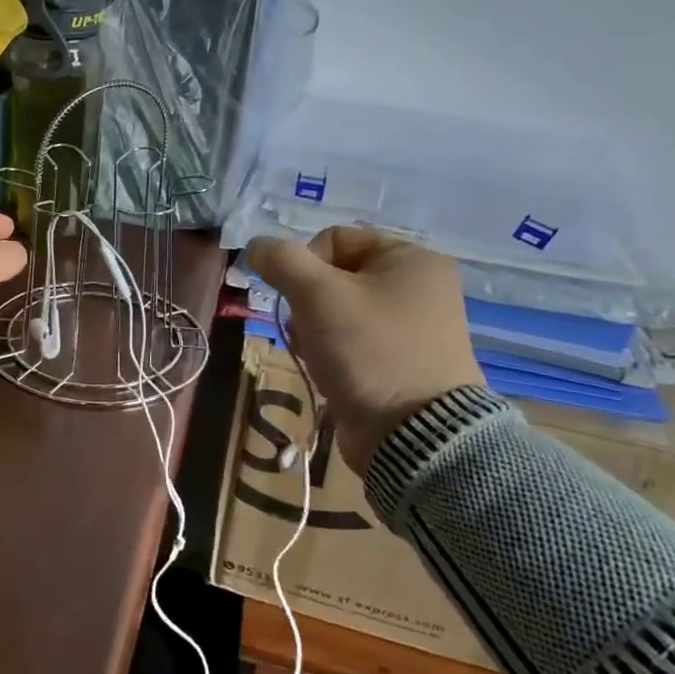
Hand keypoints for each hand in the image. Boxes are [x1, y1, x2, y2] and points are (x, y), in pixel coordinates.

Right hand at [245, 227, 482, 475]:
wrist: (412, 435)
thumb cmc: (369, 350)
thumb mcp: (317, 295)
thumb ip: (281, 260)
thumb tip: (256, 245)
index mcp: (412, 258)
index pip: (335, 238)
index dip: (304, 263)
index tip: (297, 297)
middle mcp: (418, 287)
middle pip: (334, 276)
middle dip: (306, 302)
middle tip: (305, 329)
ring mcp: (411, 327)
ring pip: (336, 310)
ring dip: (312, 328)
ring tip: (314, 353)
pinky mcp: (400, 361)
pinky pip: (350, 340)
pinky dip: (329, 350)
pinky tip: (324, 369)